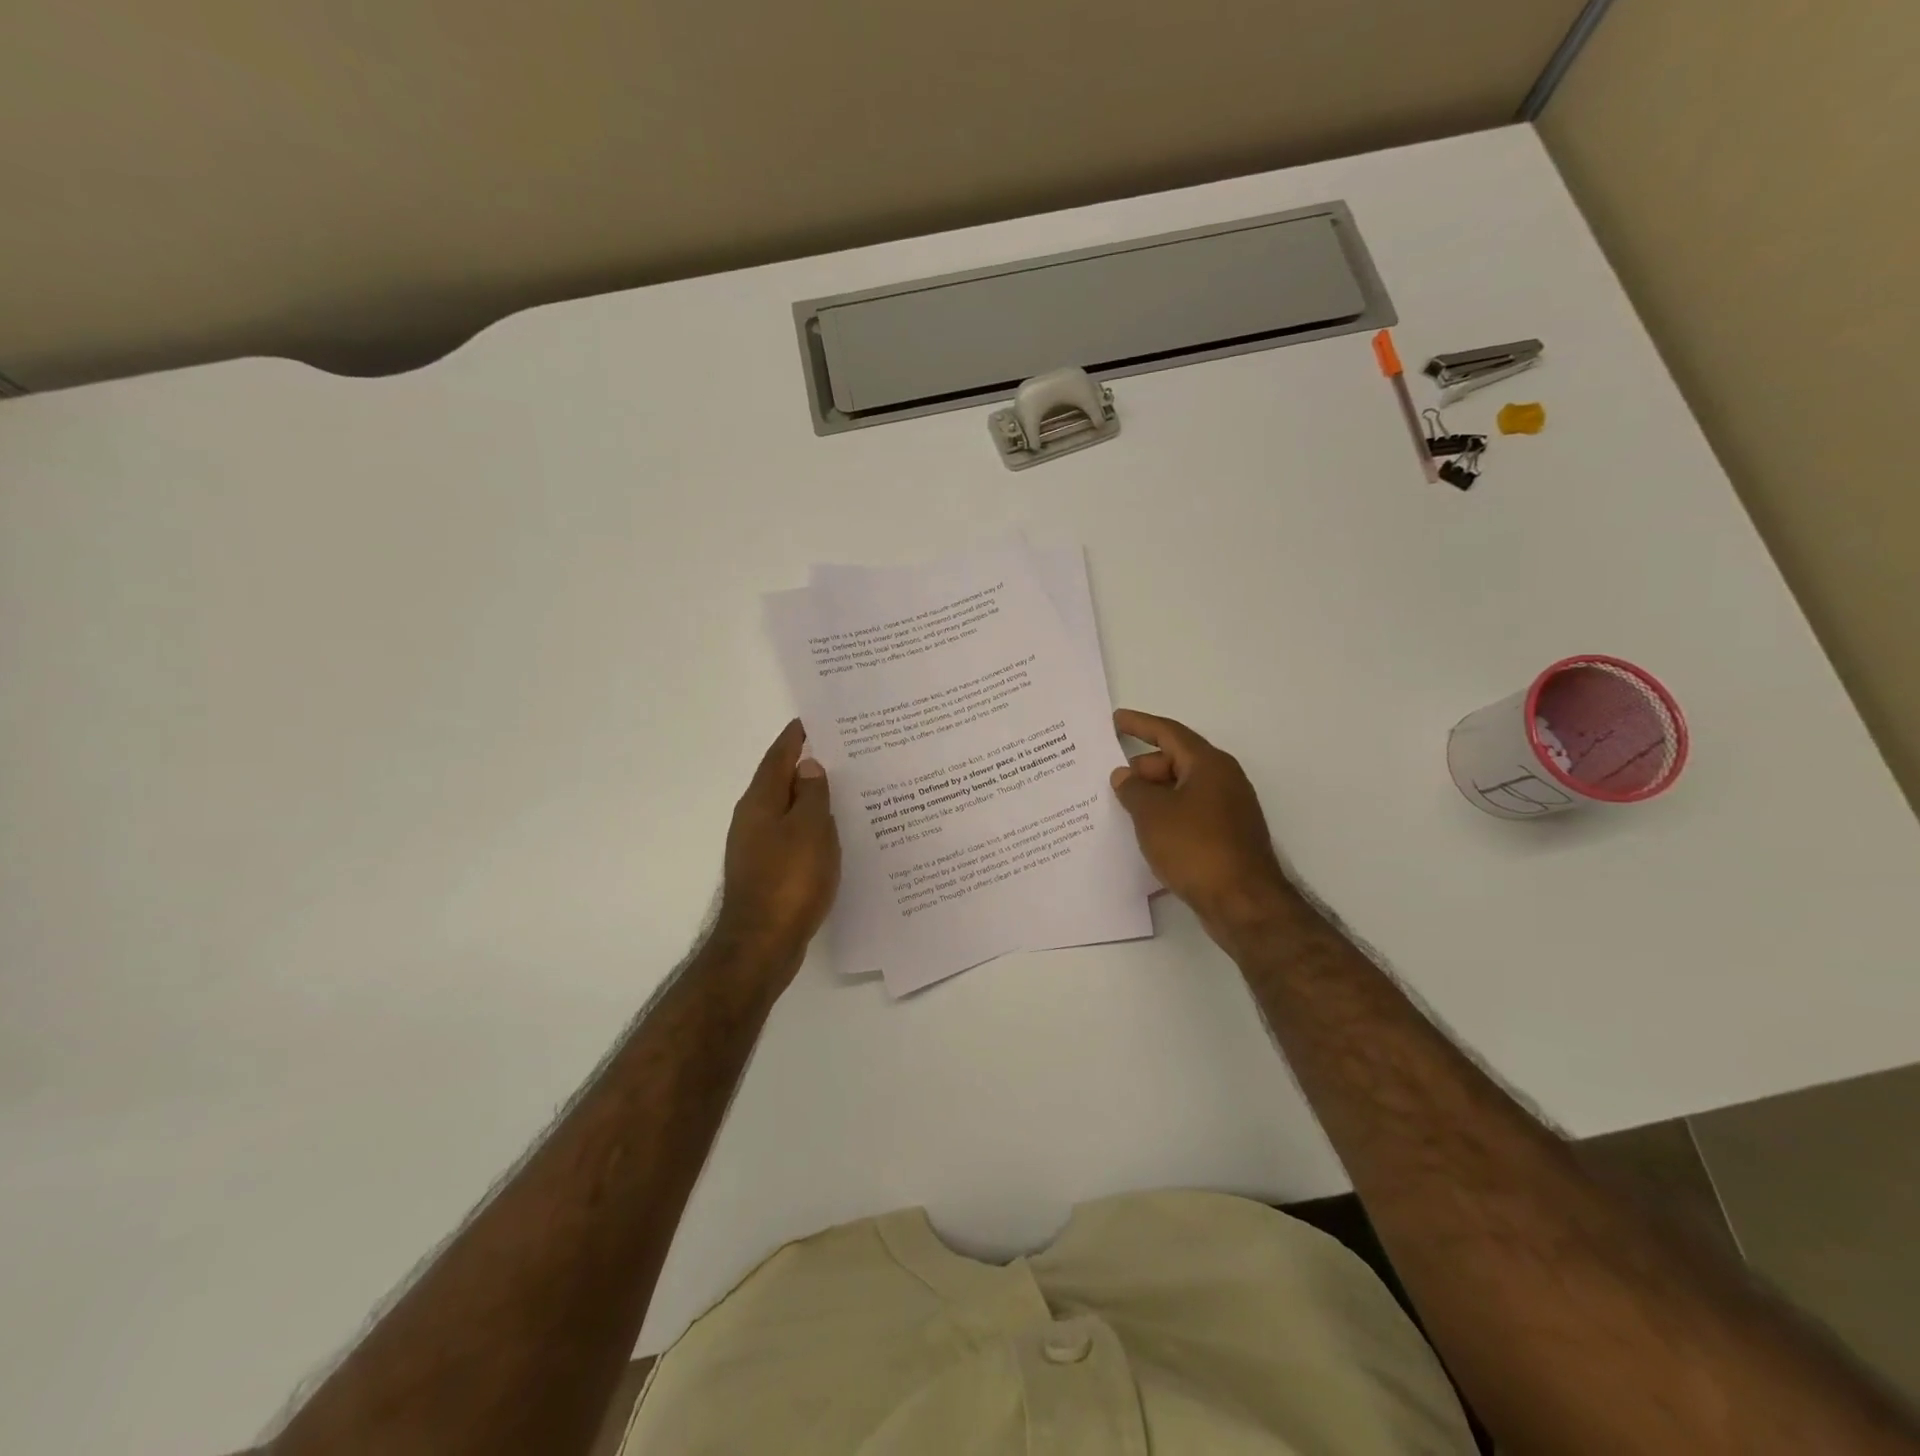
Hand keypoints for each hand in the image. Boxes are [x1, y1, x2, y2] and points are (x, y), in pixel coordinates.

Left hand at [715, 719, 840, 963]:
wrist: (762, 944)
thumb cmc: (789, 881)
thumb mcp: (811, 830)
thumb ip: (813, 794)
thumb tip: (809, 766)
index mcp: (761, 802)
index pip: (779, 756)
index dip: (796, 737)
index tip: (815, 720)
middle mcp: (752, 819)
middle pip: (780, 781)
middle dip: (806, 765)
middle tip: (840, 752)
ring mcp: (756, 847)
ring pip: (787, 810)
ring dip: (809, 797)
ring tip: (842, 788)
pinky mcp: (766, 871)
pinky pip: (791, 836)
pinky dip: (809, 827)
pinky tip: (831, 833)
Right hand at [1109, 709, 1295, 936]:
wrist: (1243, 903)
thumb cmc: (1195, 847)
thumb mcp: (1152, 814)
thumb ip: (1133, 789)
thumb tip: (1125, 776)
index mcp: (1209, 764)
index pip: (1169, 733)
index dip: (1140, 725)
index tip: (1116, 720)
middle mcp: (1223, 780)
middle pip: (1177, 762)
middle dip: (1143, 768)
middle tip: (1113, 782)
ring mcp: (1229, 810)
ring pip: (1183, 790)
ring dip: (1154, 795)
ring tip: (1123, 807)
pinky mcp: (1227, 837)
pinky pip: (1189, 814)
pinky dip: (1166, 816)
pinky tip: (1146, 833)